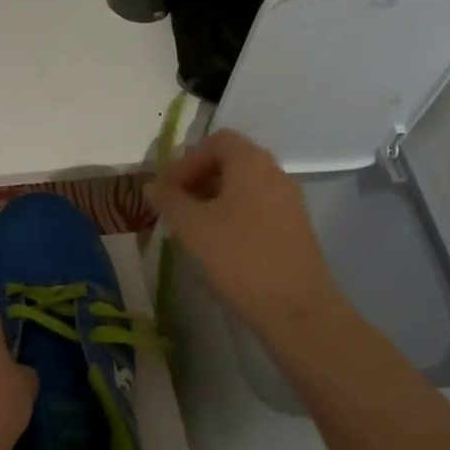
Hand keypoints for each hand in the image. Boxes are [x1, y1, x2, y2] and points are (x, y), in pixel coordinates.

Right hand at [147, 129, 353, 348]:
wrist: (297, 310)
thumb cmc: (240, 259)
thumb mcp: (193, 228)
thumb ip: (170, 200)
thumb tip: (152, 184)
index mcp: (252, 163)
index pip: (217, 140)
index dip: (188, 159)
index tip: (169, 189)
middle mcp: (275, 173)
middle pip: (231, 160)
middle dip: (198, 178)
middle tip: (175, 206)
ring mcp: (289, 201)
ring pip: (244, 185)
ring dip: (213, 197)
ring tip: (192, 227)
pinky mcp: (294, 227)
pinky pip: (257, 205)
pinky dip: (233, 213)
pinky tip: (218, 243)